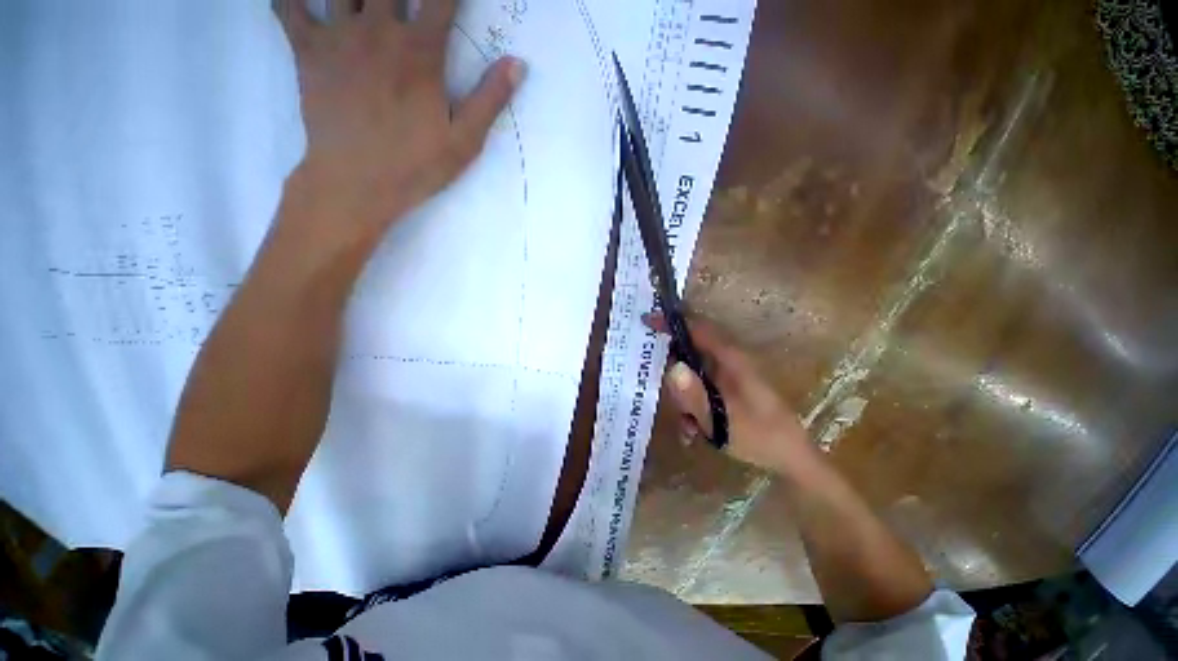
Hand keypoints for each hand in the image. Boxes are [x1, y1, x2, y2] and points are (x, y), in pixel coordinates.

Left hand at [278, 0, 524, 231]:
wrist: (356, 184)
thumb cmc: (416, 165)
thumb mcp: (465, 141)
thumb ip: (490, 99)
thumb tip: (518, 63)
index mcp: (420, 51)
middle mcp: (378, 29)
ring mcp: (338, 35)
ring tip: (369, 0)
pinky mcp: (307, 50)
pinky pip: (289, 5)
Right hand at [645, 313, 811, 472]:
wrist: (792, 457)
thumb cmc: (761, 437)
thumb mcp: (722, 422)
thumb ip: (694, 396)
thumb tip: (672, 368)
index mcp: (732, 359)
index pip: (698, 328)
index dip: (672, 322)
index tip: (646, 321)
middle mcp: (729, 360)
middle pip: (690, 350)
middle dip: (672, 370)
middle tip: (658, 388)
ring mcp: (728, 374)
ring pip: (693, 371)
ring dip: (684, 395)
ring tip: (687, 425)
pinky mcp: (727, 387)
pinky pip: (701, 386)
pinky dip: (693, 404)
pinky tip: (695, 430)